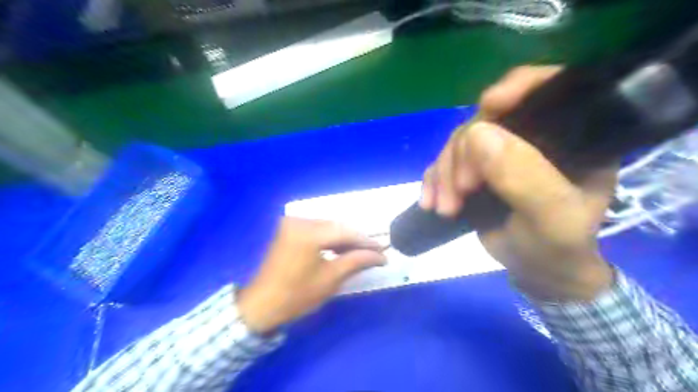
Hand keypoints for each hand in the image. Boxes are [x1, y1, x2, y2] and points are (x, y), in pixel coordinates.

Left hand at [238, 218, 383, 333]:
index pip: (345, 232)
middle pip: (336, 227)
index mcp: (308, 233)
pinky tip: (340, 250)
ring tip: (360, 253)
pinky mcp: (289, 229)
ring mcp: (292, 224)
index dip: (366, 242)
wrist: (262, 305)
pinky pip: (316, 230)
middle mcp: (299, 221)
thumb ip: (356, 261)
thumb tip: (380, 256)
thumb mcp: (330, 279)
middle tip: (374, 253)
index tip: (383, 250)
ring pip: (327, 227)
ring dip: (343, 239)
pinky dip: (329, 239)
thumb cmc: (297, 295)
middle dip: (355, 240)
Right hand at [420, 65, 611, 300]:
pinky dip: (433, 180)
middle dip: (463, 154)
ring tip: (444, 207)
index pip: (547, 90)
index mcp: (571, 137)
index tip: (487, 107)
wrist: (535, 269)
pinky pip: (445, 162)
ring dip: (444, 173)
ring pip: (459, 142)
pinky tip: (430, 202)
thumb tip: (478, 133)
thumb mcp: (552, 218)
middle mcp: (533, 136)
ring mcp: (499, 152)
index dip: (515, 89)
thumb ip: (525, 178)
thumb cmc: (556, 246)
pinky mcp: (474, 168)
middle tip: (459, 192)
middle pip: (486, 119)